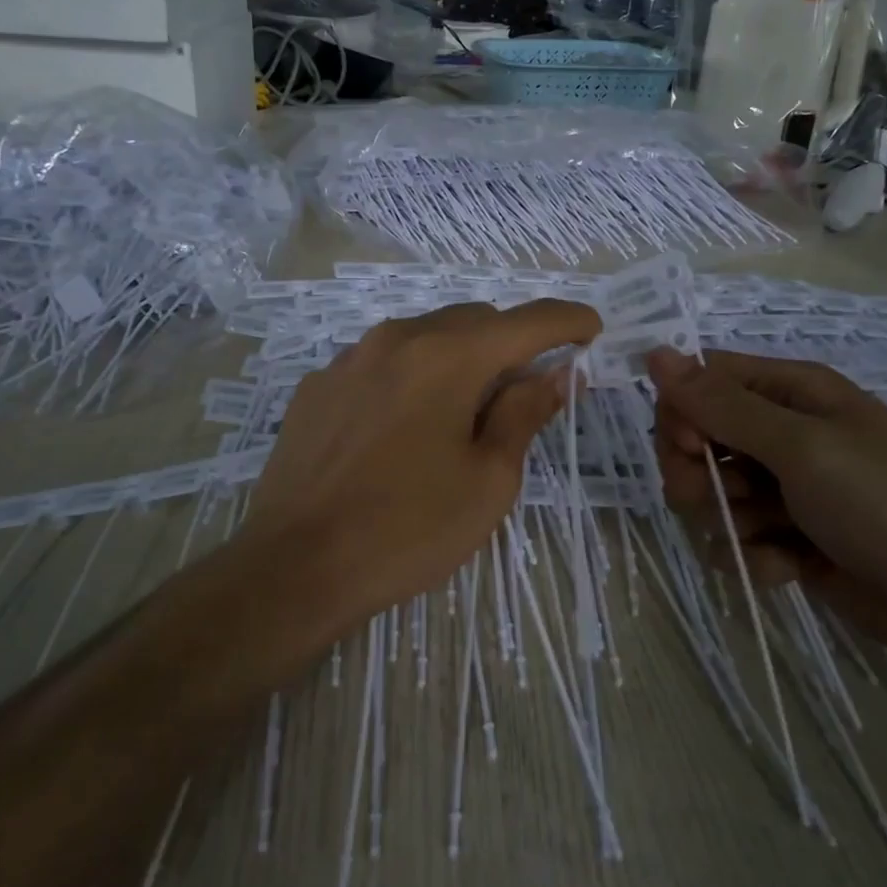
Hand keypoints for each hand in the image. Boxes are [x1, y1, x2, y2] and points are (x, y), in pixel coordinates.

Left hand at [244, 299, 601, 627]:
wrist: (294, 566)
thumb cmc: (407, 529)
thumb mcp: (488, 480)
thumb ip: (525, 413)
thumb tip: (557, 373)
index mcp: (448, 356)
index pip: (527, 320)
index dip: (568, 321)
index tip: (591, 331)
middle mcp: (397, 338)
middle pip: (473, 321)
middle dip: (510, 345)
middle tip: (524, 393)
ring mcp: (349, 358)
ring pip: (424, 337)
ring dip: (458, 360)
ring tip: (460, 416)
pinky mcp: (318, 385)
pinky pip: (381, 364)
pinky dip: (410, 378)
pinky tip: (401, 430)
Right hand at [646, 348, 886, 688]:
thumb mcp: (802, 447)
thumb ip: (723, 406)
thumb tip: (655, 354)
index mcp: (791, 393)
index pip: (701, 382)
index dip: (681, 413)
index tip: (689, 449)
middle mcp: (784, 434)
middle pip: (698, 439)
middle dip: (695, 474)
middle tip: (718, 501)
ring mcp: (788, 490)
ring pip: (712, 493)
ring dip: (726, 520)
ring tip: (768, 538)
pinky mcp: (792, 540)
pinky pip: (739, 539)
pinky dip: (754, 556)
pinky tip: (786, 570)